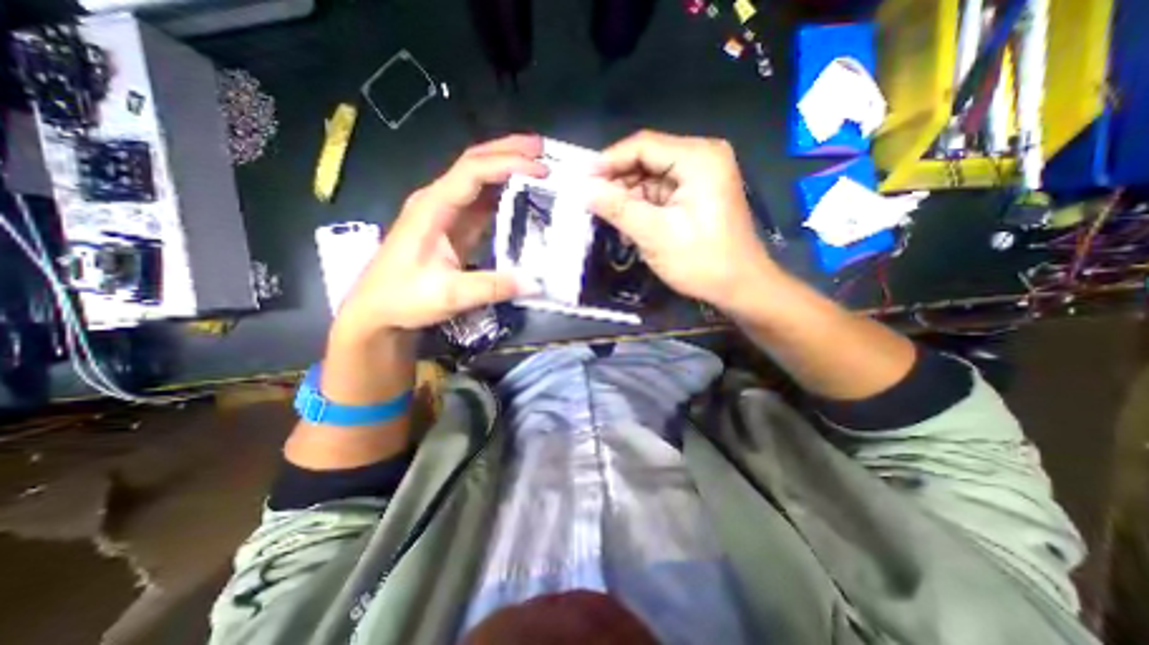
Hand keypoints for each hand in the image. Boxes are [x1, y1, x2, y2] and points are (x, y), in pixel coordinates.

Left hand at [332, 130, 545, 340]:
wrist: (376, 311)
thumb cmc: (402, 298)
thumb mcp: (448, 295)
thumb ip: (492, 287)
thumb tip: (535, 283)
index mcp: (432, 207)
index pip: (472, 172)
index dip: (507, 164)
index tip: (541, 170)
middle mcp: (438, 201)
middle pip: (474, 163)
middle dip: (508, 151)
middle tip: (542, 150)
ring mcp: (445, 213)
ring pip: (478, 180)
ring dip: (507, 169)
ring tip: (538, 167)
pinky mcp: (453, 228)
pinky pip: (481, 203)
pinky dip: (503, 195)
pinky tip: (520, 197)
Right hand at [593, 129, 781, 312]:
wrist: (739, 287)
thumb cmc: (701, 261)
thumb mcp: (655, 234)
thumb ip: (618, 208)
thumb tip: (584, 190)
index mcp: (698, 158)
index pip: (644, 145)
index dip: (609, 161)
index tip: (582, 181)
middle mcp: (702, 158)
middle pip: (647, 160)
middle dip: (618, 183)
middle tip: (592, 204)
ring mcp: (701, 176)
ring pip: (651, 178)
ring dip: (629, 199)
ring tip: (609, 221)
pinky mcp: (697, 194)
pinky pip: (661, 193)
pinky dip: (643, 208)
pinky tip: (630, 227)